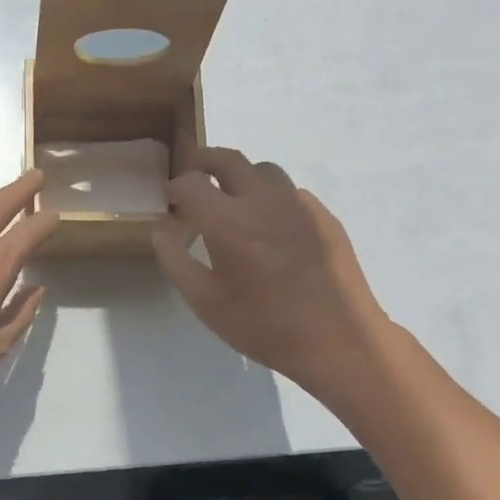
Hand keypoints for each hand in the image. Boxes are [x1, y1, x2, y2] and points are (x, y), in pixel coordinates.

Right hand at [153, 147, 390, 405]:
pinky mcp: (323, 216)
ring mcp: (298, 205)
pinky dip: (270, 198)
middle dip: (203, 161)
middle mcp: (262, 201)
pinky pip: (290, 192)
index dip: (175, 188)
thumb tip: (161, 231)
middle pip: (228, 159)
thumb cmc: (262, 325)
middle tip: (193, 178)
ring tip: (233, 203)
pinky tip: (270, 230)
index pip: (191, 183)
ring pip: (263, 170)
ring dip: (240, 177)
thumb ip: (175, 261)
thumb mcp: (204, 302)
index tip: (171, 203)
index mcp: (228, 221)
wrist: (337, 340)